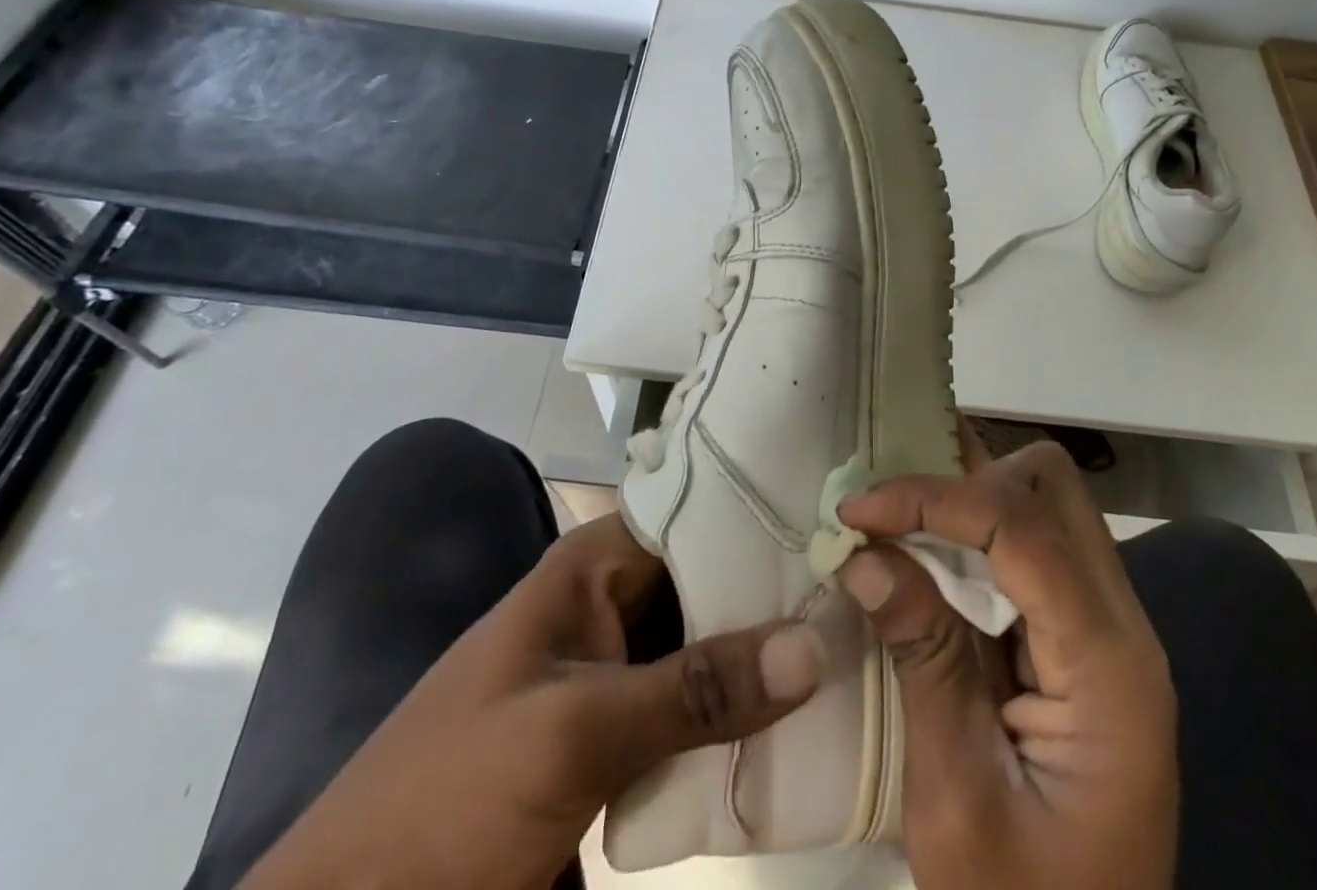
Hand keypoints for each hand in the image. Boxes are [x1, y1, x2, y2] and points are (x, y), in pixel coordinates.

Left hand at [243, 513, 824, 889]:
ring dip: (767, 661)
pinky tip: (805, 726)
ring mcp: (614, 678)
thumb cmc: (446, 805)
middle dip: (779, 594)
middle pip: (710, 583)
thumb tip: (817, 640)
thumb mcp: (574, 734)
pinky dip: (739, 721)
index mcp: (591, 567)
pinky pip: (693, 715)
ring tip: (861, 649)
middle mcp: (609, 606)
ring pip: (707, 651)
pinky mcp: (617, 744)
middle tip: (870, 596)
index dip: (765, 514)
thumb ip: (697, 687)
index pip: (696, 513)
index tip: (844, 522)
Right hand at [837, 436, 1176, 889]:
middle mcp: (1122, 625)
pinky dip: (974, 528)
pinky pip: (1031, 543)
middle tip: (889, 512)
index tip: (857, 511)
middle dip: (966, 476)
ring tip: (896, 514)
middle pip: (1053, 486)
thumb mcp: (957, 801)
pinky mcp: (1081, 638)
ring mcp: (1106, 628)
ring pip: (1044, 501)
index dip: (934, 498)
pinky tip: (925, 545)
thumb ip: (924, 660)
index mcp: (1109, 668)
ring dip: (968, 494)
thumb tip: (866, 555)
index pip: (1024, 528)